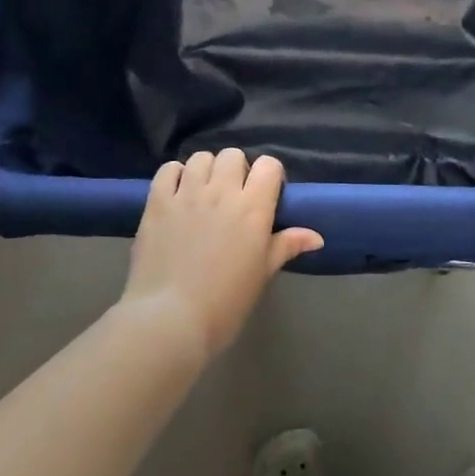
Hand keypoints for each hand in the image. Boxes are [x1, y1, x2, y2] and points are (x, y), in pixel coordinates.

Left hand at [120, 149, 322, 361]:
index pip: (269, 165)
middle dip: (236, 170)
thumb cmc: (224, 303)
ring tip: (203, 193)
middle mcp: (221, 191)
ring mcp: (187, 193)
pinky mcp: (158, 201)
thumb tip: (316, 236)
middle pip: (233, 155)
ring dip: (206, 170)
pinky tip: (177, 193)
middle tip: (232, 196)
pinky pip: (168, 169)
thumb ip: (286, 246)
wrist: (170, 320)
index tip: (265, 195)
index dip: (269, 176)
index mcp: (253, 208)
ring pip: (201, 157)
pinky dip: (175, 175)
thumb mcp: (261, 275)